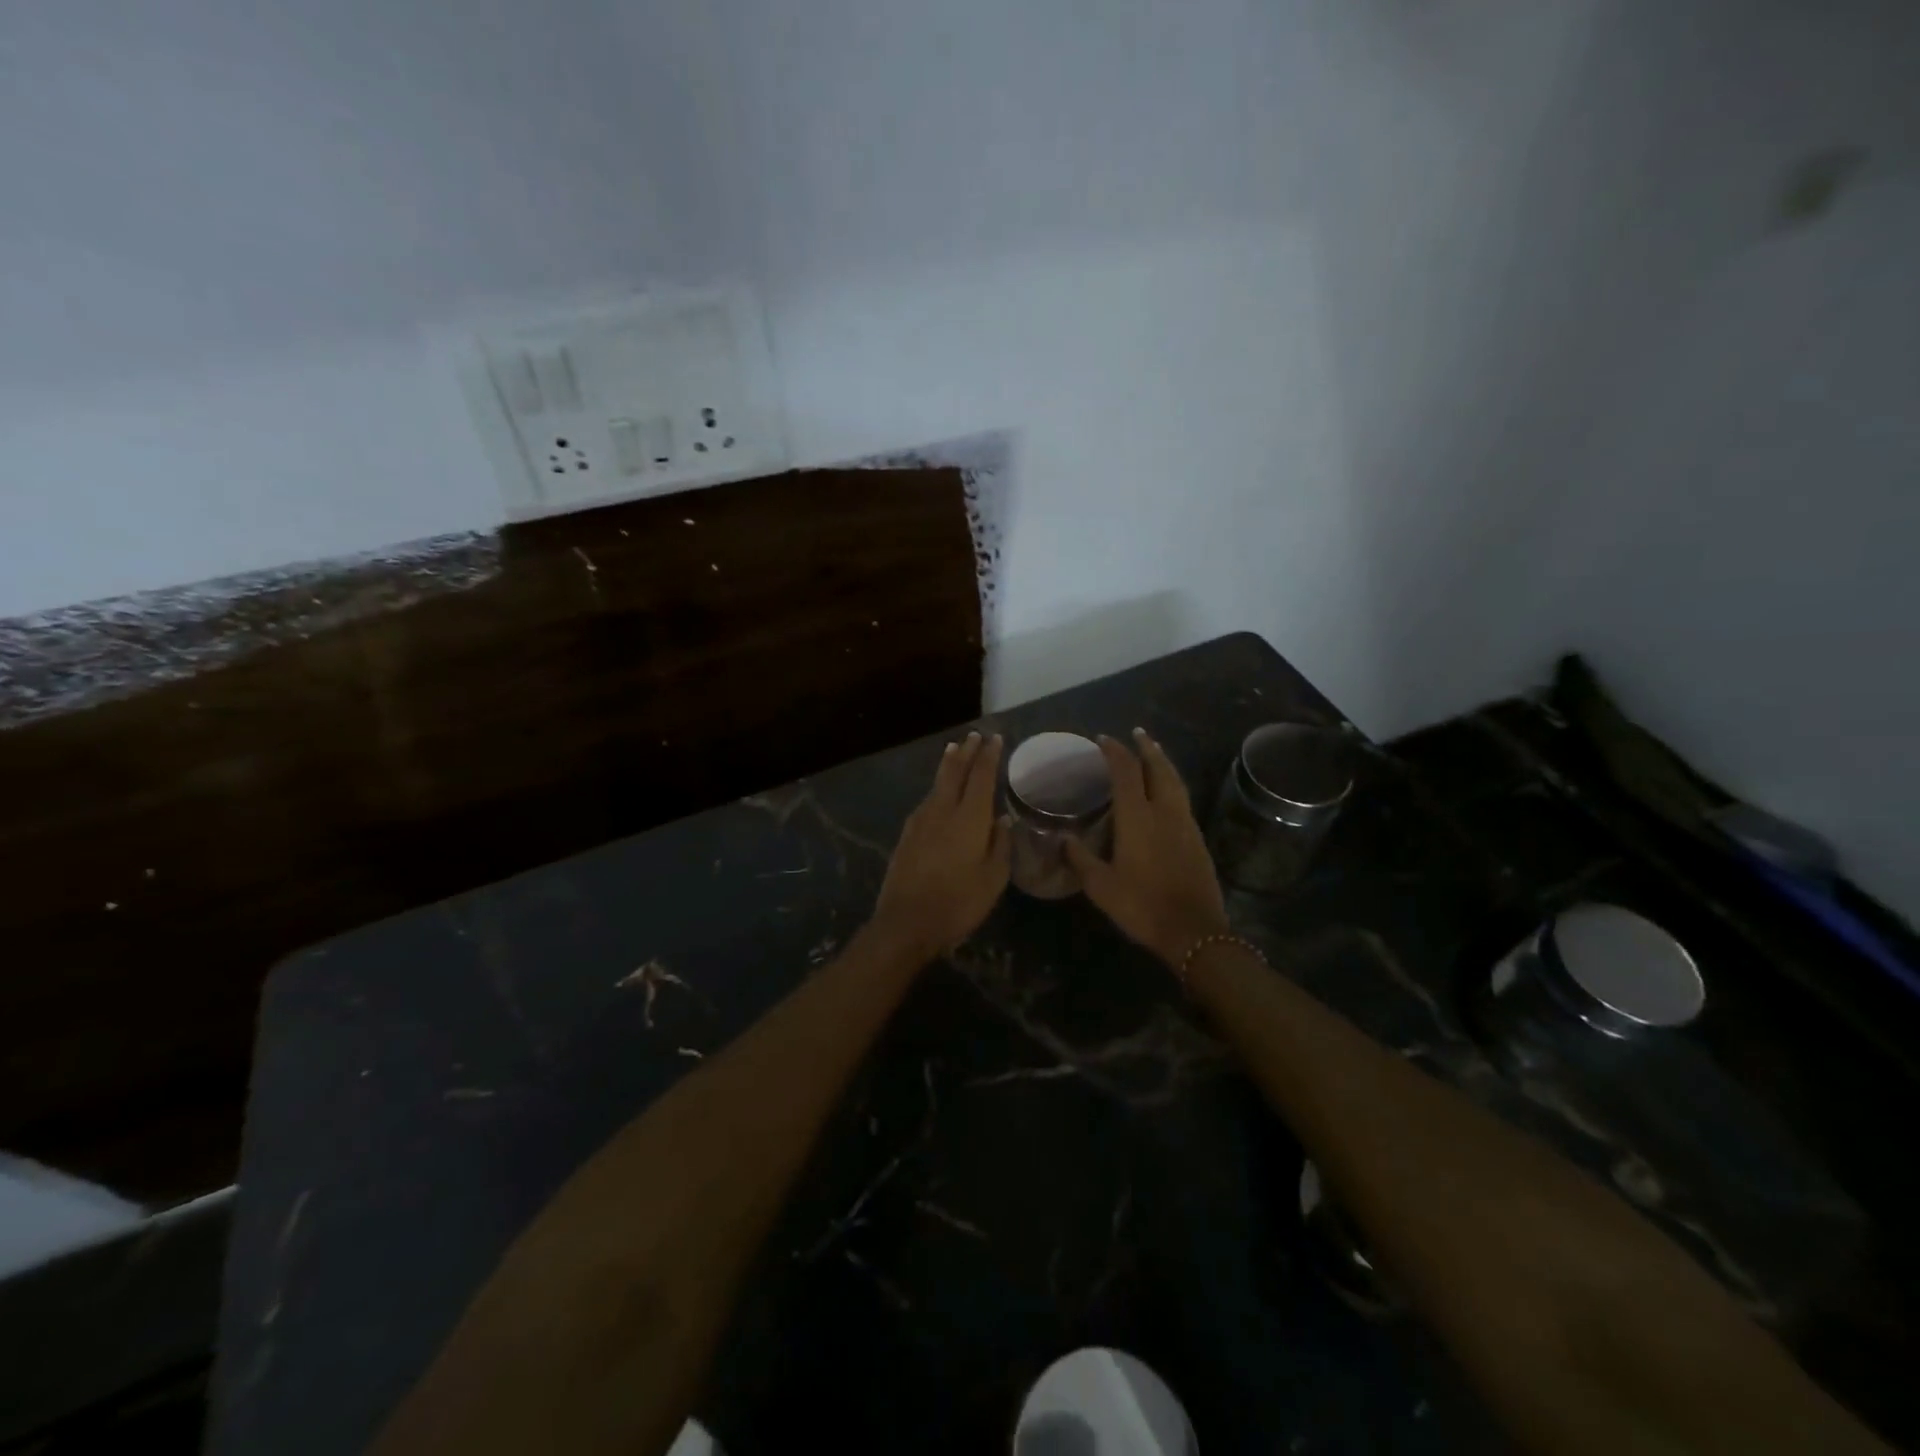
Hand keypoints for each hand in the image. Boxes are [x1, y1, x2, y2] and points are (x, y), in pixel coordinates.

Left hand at [871, 732, 1010, 960]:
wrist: (906, 923)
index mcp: (969, 818)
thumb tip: (1003, 818)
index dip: (989, 756)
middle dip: (966, 752)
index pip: (981, 777)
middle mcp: (943, 811)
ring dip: (948, 765)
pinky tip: (937, 792)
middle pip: (955, 772)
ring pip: (937, 784)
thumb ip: (1001, 845)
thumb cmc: (958, 903)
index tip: (995, 739)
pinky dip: (937, 787)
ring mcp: (921, 821)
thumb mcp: (993, 879)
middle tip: (974, 736)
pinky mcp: (907, 834)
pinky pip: (926, 800)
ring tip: (954, 752)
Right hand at [1065, 729, 1228, 966]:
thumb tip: (1063, 839)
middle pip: (1158, 768)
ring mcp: (1185, 824)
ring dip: (1163, 763)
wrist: (1193, 930)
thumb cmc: (1141, 905)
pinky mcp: (1197, 839)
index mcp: (1137, 816)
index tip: (1102, 740)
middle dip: (1146, 748)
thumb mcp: (1101, 886)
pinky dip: (1172, 784)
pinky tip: (1165, 793)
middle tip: (1136, 734)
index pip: (1125, 771)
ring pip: (1175, 781)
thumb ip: (1080, 859)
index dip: (1114, 751)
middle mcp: (1164, 811)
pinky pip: (1183, 799)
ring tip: (1154, 753)